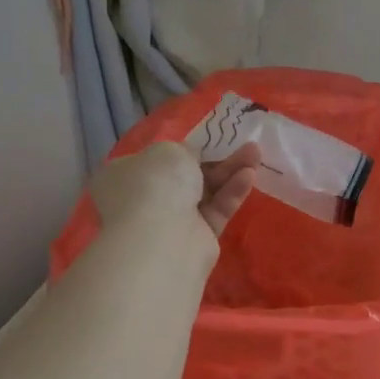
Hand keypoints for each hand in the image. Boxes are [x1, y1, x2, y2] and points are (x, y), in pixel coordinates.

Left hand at [90, 142, 260, 243]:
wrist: (162, 238)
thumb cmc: (156, 184)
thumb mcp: (170, 150)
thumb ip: (184, 151)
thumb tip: (191, 158)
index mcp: (124, 175)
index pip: (154, 160)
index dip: (181, 149)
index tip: (207, 140)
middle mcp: (144, 199)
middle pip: (186, 175)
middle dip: (216, 159)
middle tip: (244, 145)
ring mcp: (170, 221)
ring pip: (205, 192)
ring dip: (230, 172)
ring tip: (255, 154)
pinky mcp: (197, 238)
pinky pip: (216, 210)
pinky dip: (231, 193)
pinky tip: (249, 176)